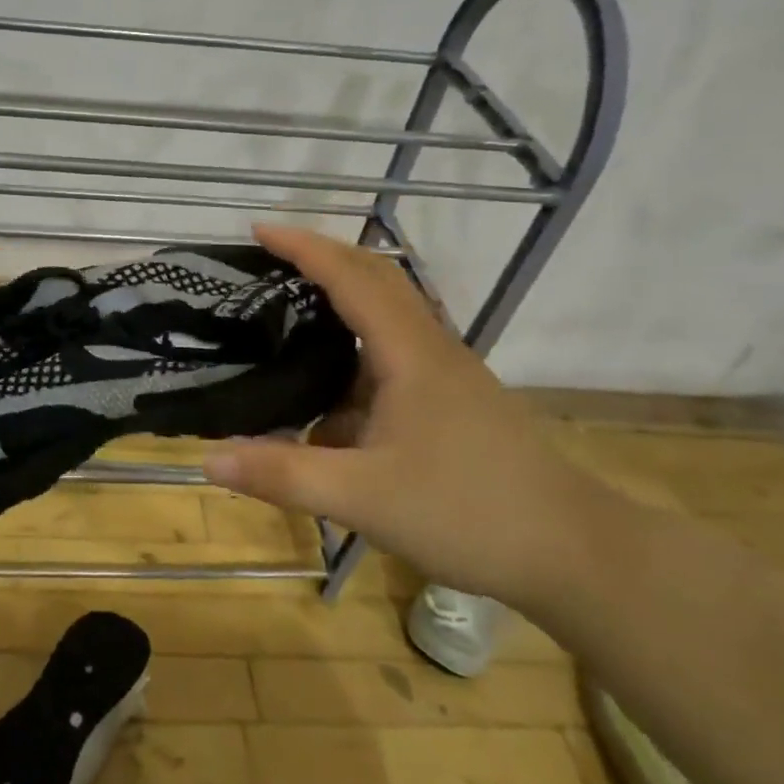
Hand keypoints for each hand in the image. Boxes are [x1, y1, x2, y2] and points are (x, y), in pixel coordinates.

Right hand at [202, 224, 620, 606]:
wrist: (576, 554)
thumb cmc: (470, 513)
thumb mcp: (363, 497)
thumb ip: (283, 475)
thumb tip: (207, 459)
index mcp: (410, 354)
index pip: (352, 277)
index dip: (304, 247)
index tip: (257, 230)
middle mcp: (430, 350)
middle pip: (375, 280)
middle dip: (320, 261)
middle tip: (264, 263)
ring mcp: (445, 377)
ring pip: (385, 321)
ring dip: (337, 307)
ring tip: (282, 321)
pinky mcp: (451, 404)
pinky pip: (390, 360)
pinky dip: (350, 360)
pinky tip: (323, 401)